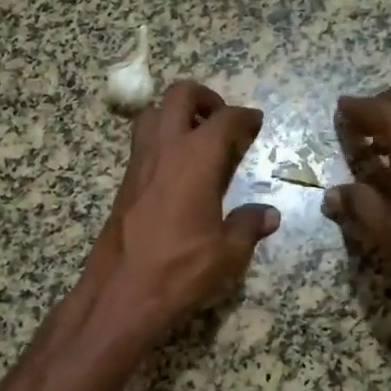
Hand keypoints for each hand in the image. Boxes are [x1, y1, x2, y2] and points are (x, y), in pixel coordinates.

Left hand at [83, 80, 279, 340]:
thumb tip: (269, 214)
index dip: (245, 116)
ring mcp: (138, 163)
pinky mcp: (124, 183)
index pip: (225, 119)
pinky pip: (142, 144)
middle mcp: (165, 149)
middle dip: (204, 98)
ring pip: (152, 114)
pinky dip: (160, 141)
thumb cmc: (180, 270)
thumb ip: (249, 226)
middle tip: (221, 121)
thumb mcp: (228, 254)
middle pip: (180, 96)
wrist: (120, 294)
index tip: (255, 122)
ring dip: (175, 115)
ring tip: (196, 141)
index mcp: (196, 158)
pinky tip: (176, 172)